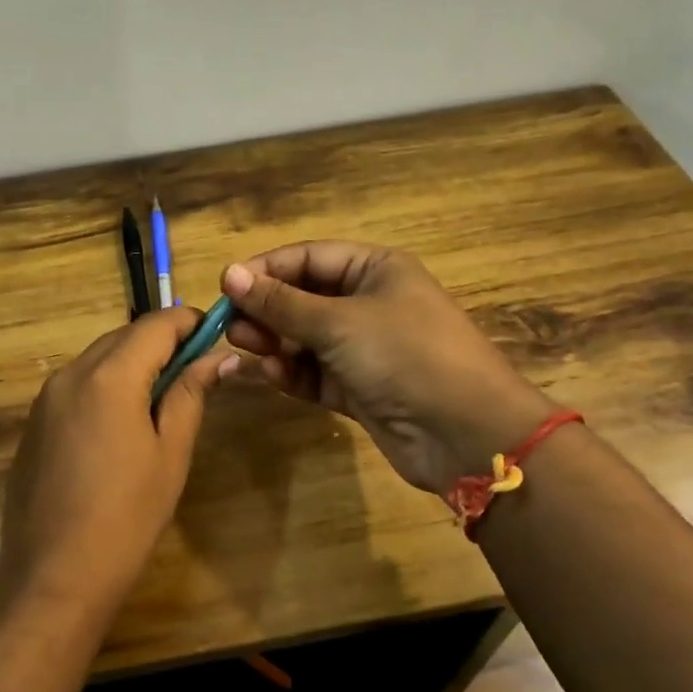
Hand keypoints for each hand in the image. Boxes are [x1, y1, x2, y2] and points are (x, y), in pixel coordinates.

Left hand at [0, 306, 236, 623]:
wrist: (53, 576)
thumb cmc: (127, 516)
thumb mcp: (171, 453)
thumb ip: (191, 394)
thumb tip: (218, 356)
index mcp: (109, 376)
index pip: (156, 324)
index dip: (190, 322)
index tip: (216, 334)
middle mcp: (71, 373)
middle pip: (124, 336)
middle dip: (162, 342)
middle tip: (196, 371)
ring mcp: (46, 398)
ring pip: (98, 358)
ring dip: (133, 363)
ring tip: (162, 399)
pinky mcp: (34, 423)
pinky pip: (76, 385)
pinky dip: (105, 386)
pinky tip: (120, 425)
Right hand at [221, 242, 554, 493]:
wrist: (466, 433)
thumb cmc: (404, 355)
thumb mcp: (338, 322)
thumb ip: (280, 302)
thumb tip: (228, 274)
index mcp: (375, 269)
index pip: (308, 258)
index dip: (266, 269)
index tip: (225, 287)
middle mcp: (369, 303)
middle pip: (303, 298)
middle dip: (266, 310)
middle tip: (229, 325)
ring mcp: (365, 348)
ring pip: (305, 338)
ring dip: (274, 342)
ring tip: (244, 348)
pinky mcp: (360, 388)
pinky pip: (315, 373)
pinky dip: (291, 373)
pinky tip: (268, 375)